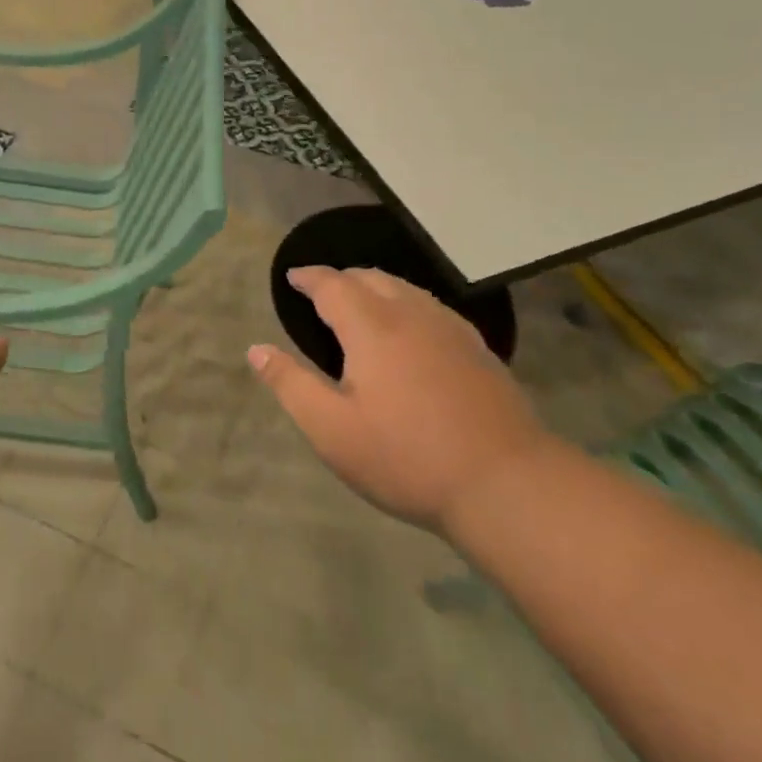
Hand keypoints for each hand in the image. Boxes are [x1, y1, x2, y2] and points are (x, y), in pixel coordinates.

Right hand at [248, 266, 550, 532]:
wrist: (506, 483)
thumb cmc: (406, 458)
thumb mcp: (331, 430)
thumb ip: (290, 384)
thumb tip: (256, 349)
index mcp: (372, 328)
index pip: (333, 285)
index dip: (309, 277)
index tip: (292, 277)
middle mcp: (411, 315)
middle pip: (371, 278)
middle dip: (341, 278)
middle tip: (321, 293)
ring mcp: (450, 329)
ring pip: (405, 289)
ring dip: (375, 287)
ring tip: (360, 304)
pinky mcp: (477, 349)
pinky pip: (431, 307)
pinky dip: (406, 303)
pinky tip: (409, 329)